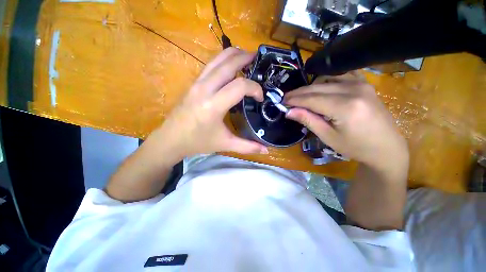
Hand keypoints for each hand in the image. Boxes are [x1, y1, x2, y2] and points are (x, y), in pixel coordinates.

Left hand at [147, 48, 267, 163]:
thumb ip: (247, 147)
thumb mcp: (225, 144)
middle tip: (258, 59)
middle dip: (245, 58)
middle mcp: (205, 89)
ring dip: (233, 54)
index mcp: (214, 105)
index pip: (240, 86)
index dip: (255, 88)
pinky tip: (230, 66)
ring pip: (217, 60)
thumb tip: (266, 150)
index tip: (259, 97)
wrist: (170, 139)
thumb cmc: (198, 142)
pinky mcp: (193, 83)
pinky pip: (210, 65)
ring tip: (246, 56)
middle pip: (228, 63)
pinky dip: (223, 60)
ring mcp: (197, 83)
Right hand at [284, 74, 408, 172]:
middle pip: (317, 88)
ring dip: (310, 87)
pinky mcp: (364, 84)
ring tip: (301, 97)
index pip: (311, 99)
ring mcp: (361, 84)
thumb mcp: (328, 137)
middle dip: (299, 93)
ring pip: (326, 80)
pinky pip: (340, 76)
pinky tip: (320, 88)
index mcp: (345, 107)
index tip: (282, 101)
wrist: (386, 147)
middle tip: (286, 99)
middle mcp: (354, 90)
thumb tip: (289, 112)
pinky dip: (326, 81)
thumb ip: (308, 120)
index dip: (294, 100)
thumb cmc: (356, 147)